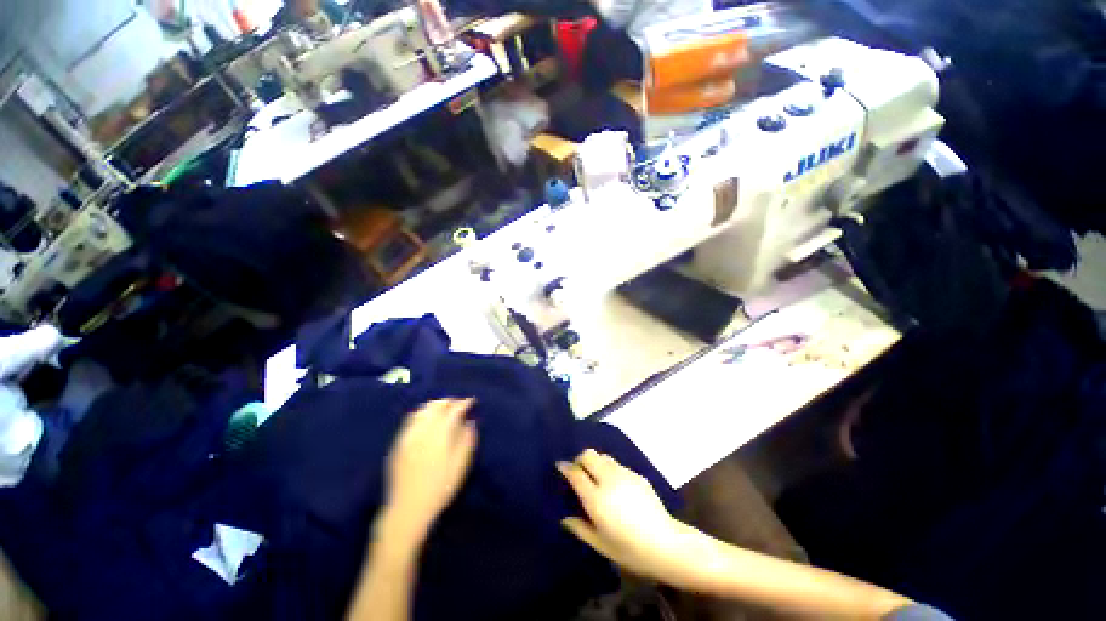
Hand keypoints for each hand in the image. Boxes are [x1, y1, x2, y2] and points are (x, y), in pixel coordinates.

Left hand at [380, 398, 477, 545]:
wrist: (407, 509)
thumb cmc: (439, 488)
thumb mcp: (460, 466)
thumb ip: (467, 441)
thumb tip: (470, 422)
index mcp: (439, 434)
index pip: (453, 410)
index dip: (463, 403)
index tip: (471, 401)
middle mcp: (422, 430)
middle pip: (435, 406)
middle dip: (448, 402)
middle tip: (458, 405)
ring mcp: (407, 436)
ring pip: (421, 411)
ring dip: (434, 406)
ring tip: (443, 410)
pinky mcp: (398, 444)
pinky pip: (410, 420)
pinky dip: (421, 414)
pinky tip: (426, 420)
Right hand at [558, 450, 686, 580]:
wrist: (666, 545)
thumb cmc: (630, 550)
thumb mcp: (601, 545)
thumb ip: (580, 528)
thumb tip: (565, 518)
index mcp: (596, 498)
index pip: (575, 473)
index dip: (565, 467)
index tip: (560, 466)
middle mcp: (608, 480)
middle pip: (589, 454)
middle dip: (580, 459)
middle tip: (579, 472)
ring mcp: (624, 474)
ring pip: (603, 456)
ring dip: (595, 462)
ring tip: (596, 477)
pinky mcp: (636, 475)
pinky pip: (617, 464)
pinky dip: (609, 469)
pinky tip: (615, 485)